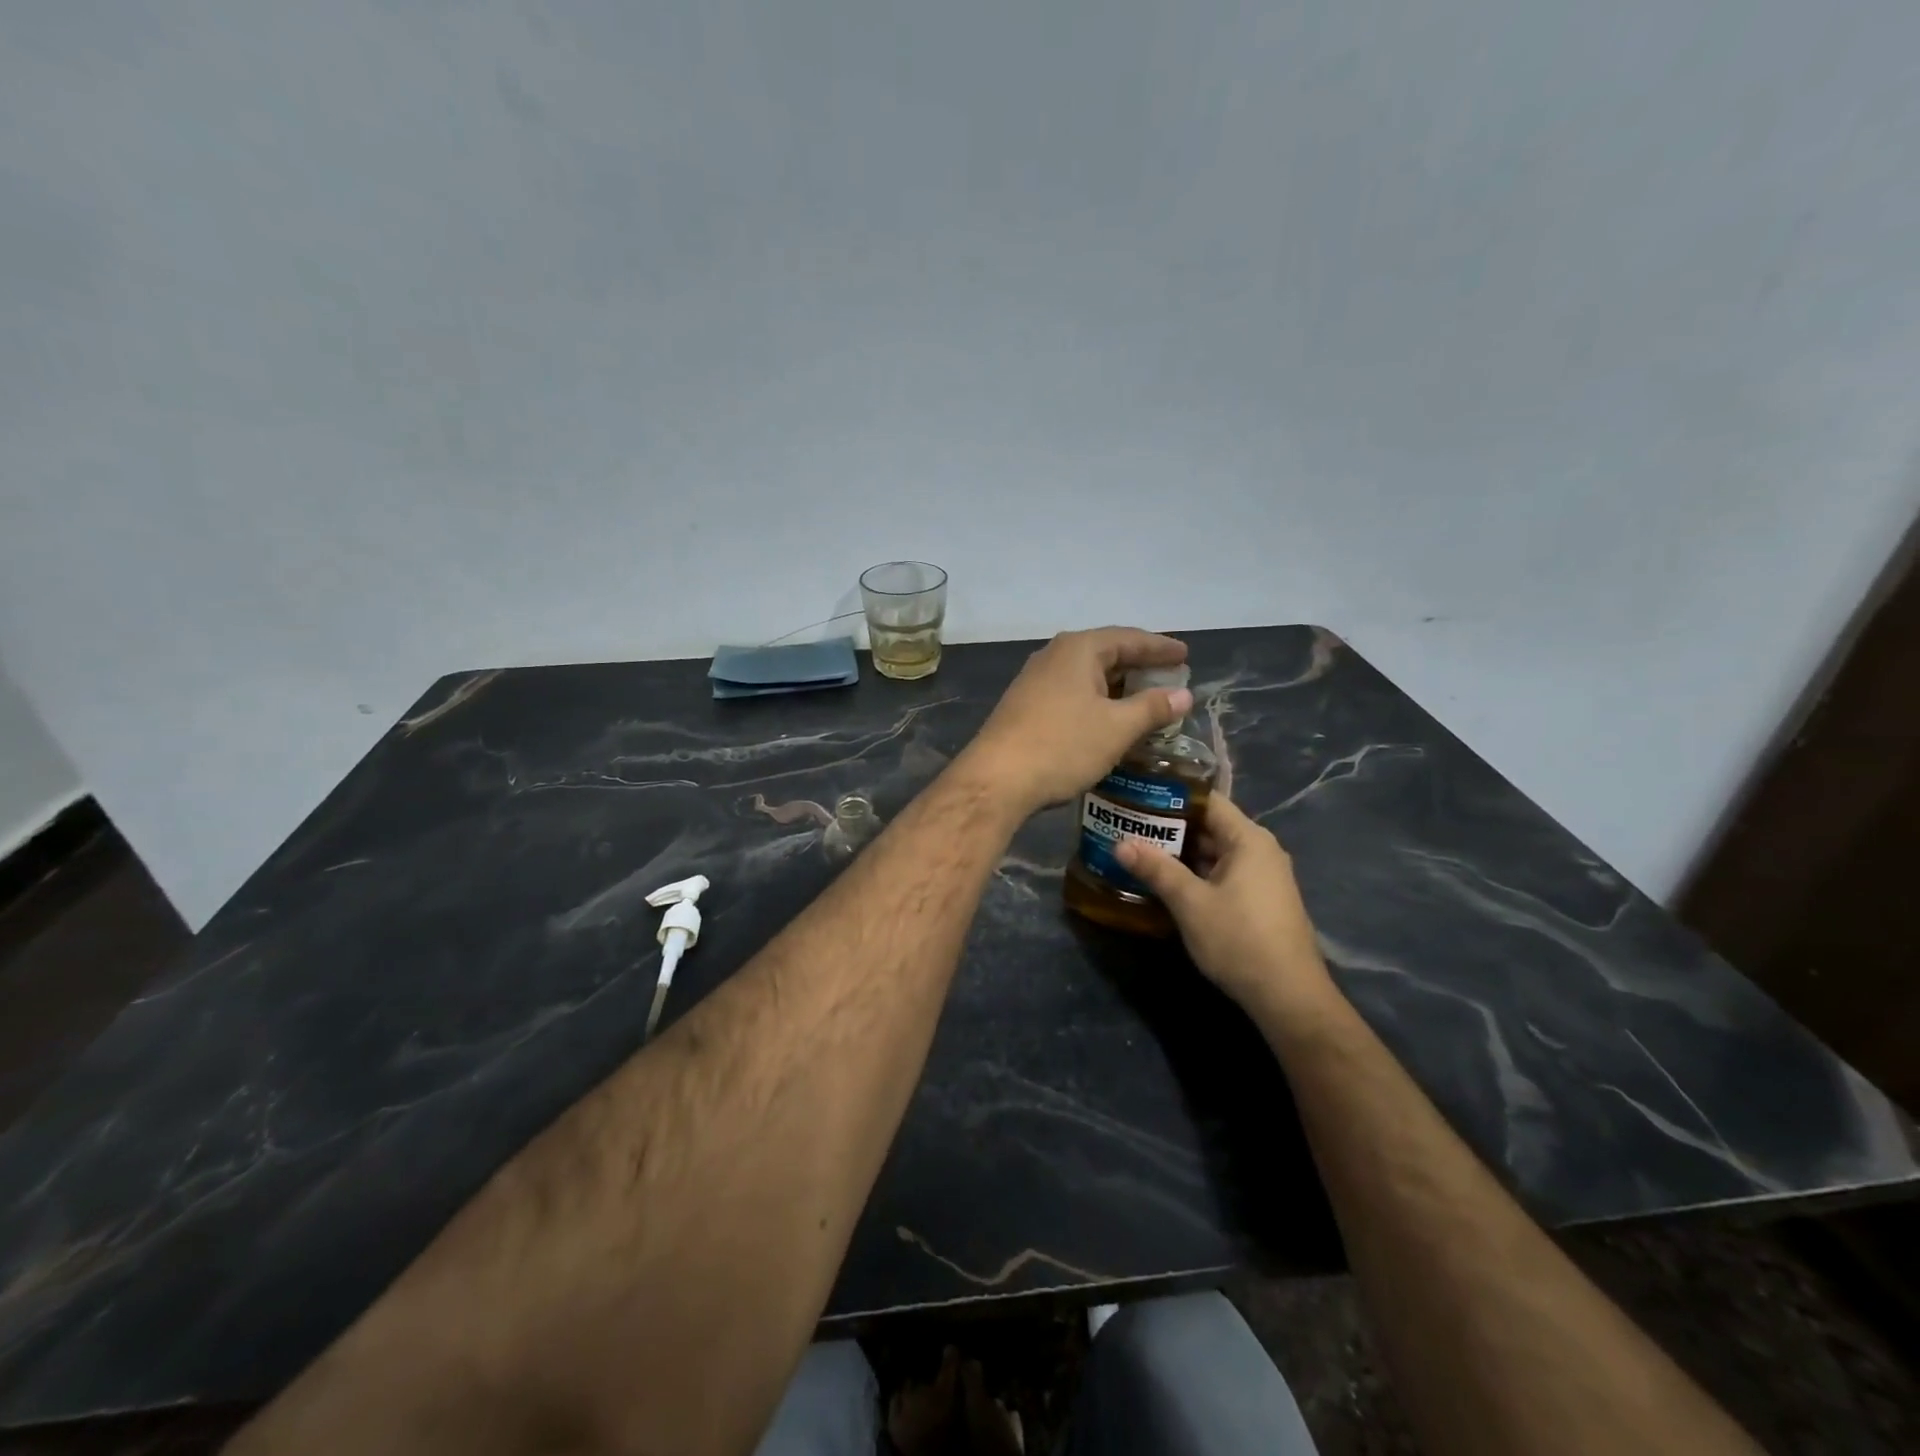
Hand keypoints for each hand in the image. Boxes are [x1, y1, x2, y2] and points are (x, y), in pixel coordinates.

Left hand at [960, 627, 1190, 815]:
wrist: (996, 779)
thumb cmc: (1062, 746)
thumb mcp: (1117, 728)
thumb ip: (1153, 708)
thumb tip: (1184, 695)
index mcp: (1078, 649)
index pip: (1129, 638)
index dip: (1160, 648)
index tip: (1185, 655)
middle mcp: (1054, 656)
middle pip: (1106, 653)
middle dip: (1138, 666)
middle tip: (1169, 678)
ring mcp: (1034, 681)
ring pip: (1086, 675)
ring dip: (1116, 687)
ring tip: (1144, 700)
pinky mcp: (1024, 705)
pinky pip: (1070, 693)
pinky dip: (1095, 701)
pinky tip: (1107, 720)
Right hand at [1116, 796, 1339, 1020]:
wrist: (1287, 996)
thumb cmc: (1239, 940)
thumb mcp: (1190, 903)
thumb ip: (1156, 869)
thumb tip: (1120, 843)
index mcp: (1248, 839)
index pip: (1208, 800)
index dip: (1172, 795)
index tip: (1138, 795)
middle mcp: (1259, 850)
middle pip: (1210, 826)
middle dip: (1170, 826)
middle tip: (1129, 824)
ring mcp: (1262, 877)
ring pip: (1214, 852)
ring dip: (1180, 853)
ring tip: (1139, 849)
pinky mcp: (1259, 900)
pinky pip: (1222, 873)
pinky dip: (1195, 872)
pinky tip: (1166, 881)